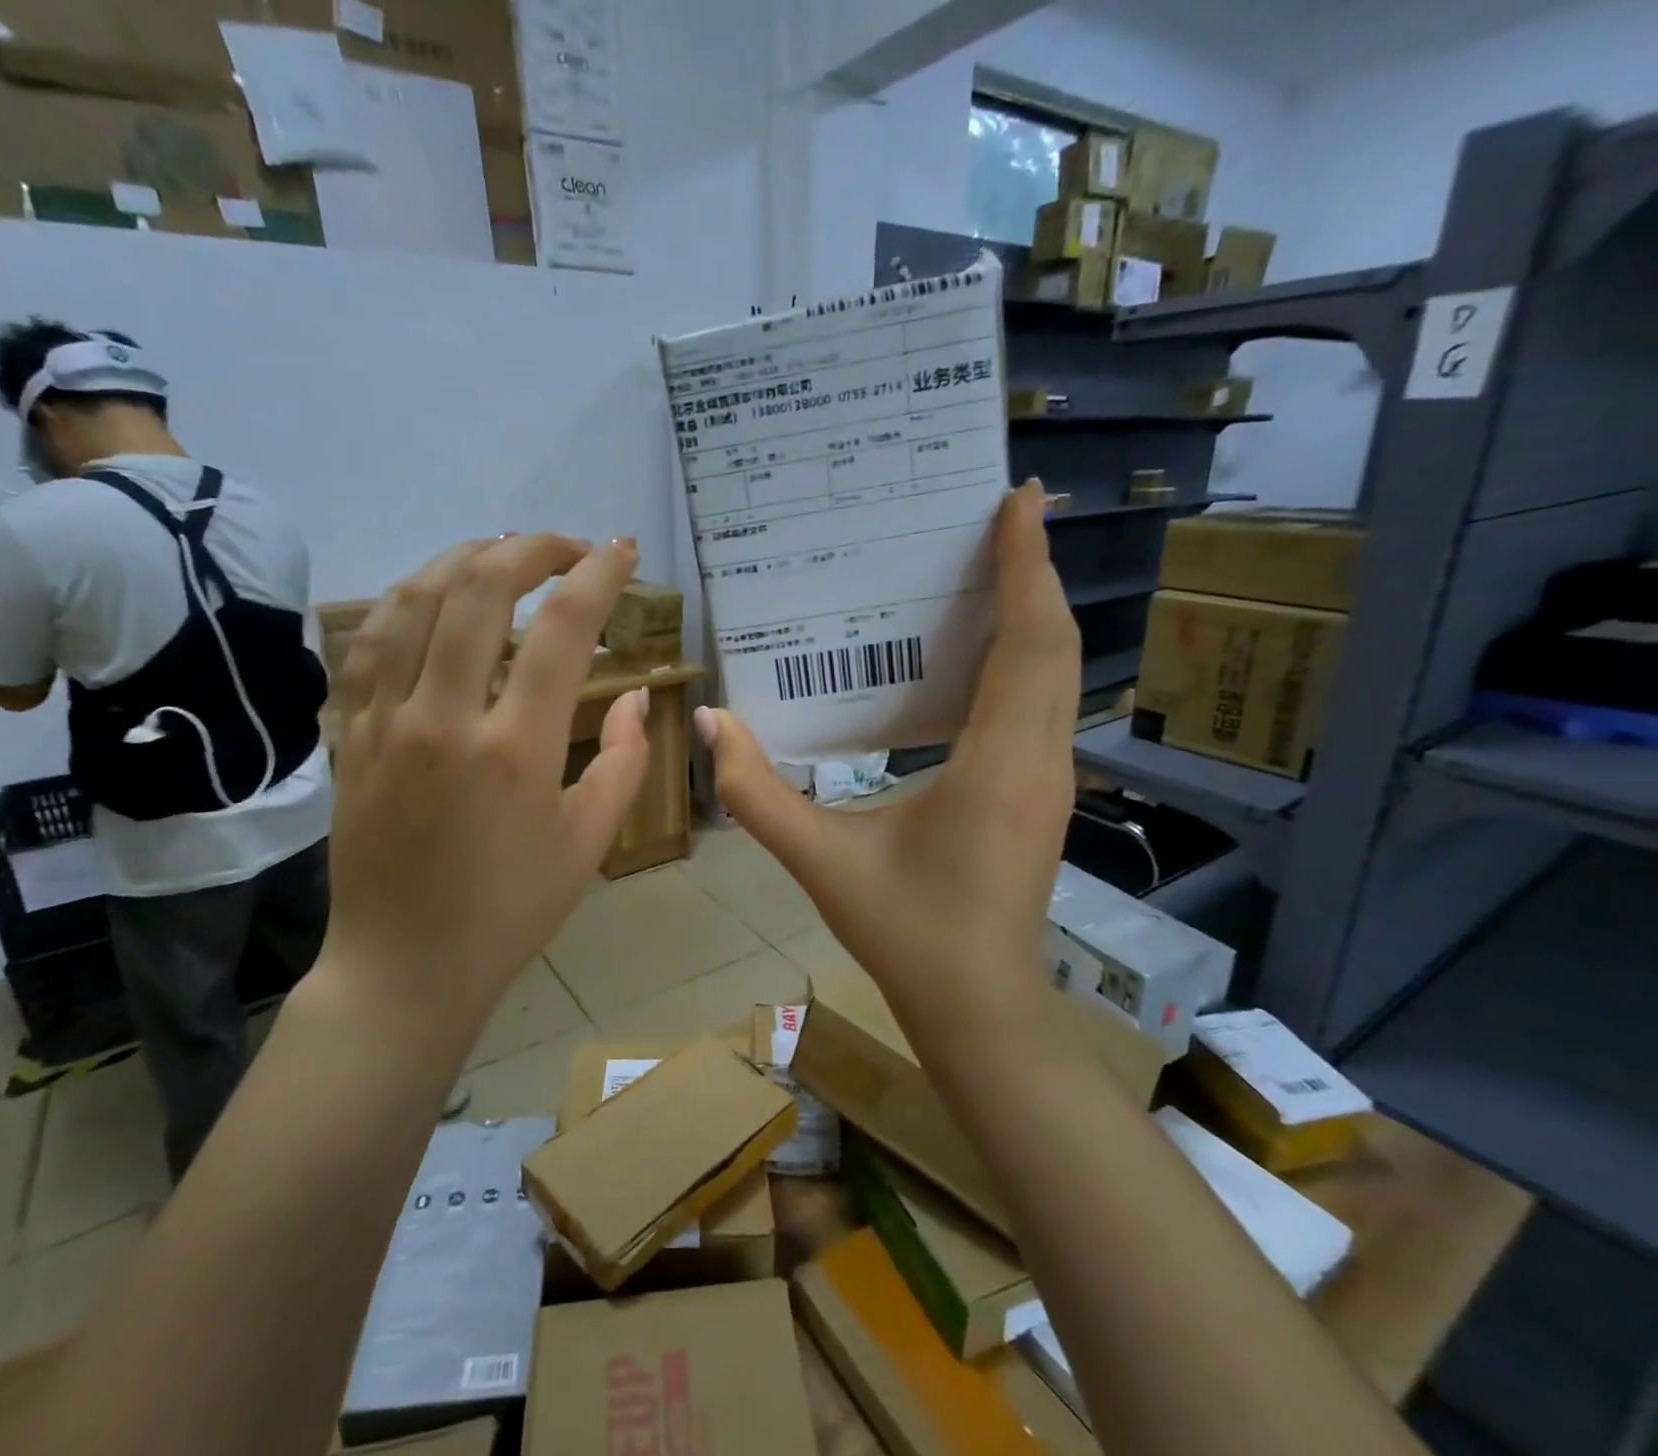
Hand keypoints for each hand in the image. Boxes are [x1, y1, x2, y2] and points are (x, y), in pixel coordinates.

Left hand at [319, 533, 648, 1026]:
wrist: (404, 967)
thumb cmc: (510, 912)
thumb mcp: (589, 842)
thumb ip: (623, 761)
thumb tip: (635, 697)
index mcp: (515, 749)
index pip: (562, 630)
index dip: (598, 576)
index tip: (621, 551)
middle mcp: (444, 718)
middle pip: (480, 590)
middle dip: (532, 549)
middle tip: (567, 548)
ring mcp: (384, 722)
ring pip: (412, 601)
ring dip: (462, 559)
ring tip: (501, 553)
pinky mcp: (349, 735)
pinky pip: (367, 644)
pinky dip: (403, 602)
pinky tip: (430, 595)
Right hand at [699, 481, 1078, 1034]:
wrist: (979, 1005)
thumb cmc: (906, 933)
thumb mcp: (821, 861)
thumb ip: (756, 793)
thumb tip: (714, 722)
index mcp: (998, 762)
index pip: (1030, 642)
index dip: (1027, 566)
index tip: (1019, 501)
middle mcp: (1041, 757)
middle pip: (1055, 644)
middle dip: (1036, 570)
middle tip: (1007, 512)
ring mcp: (1051, 776)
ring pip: (1060, 672)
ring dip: (1037, 610)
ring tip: (999, 562)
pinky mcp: (1043, 791)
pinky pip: (1047, 701)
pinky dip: (1030, 653)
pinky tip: (988, 646)